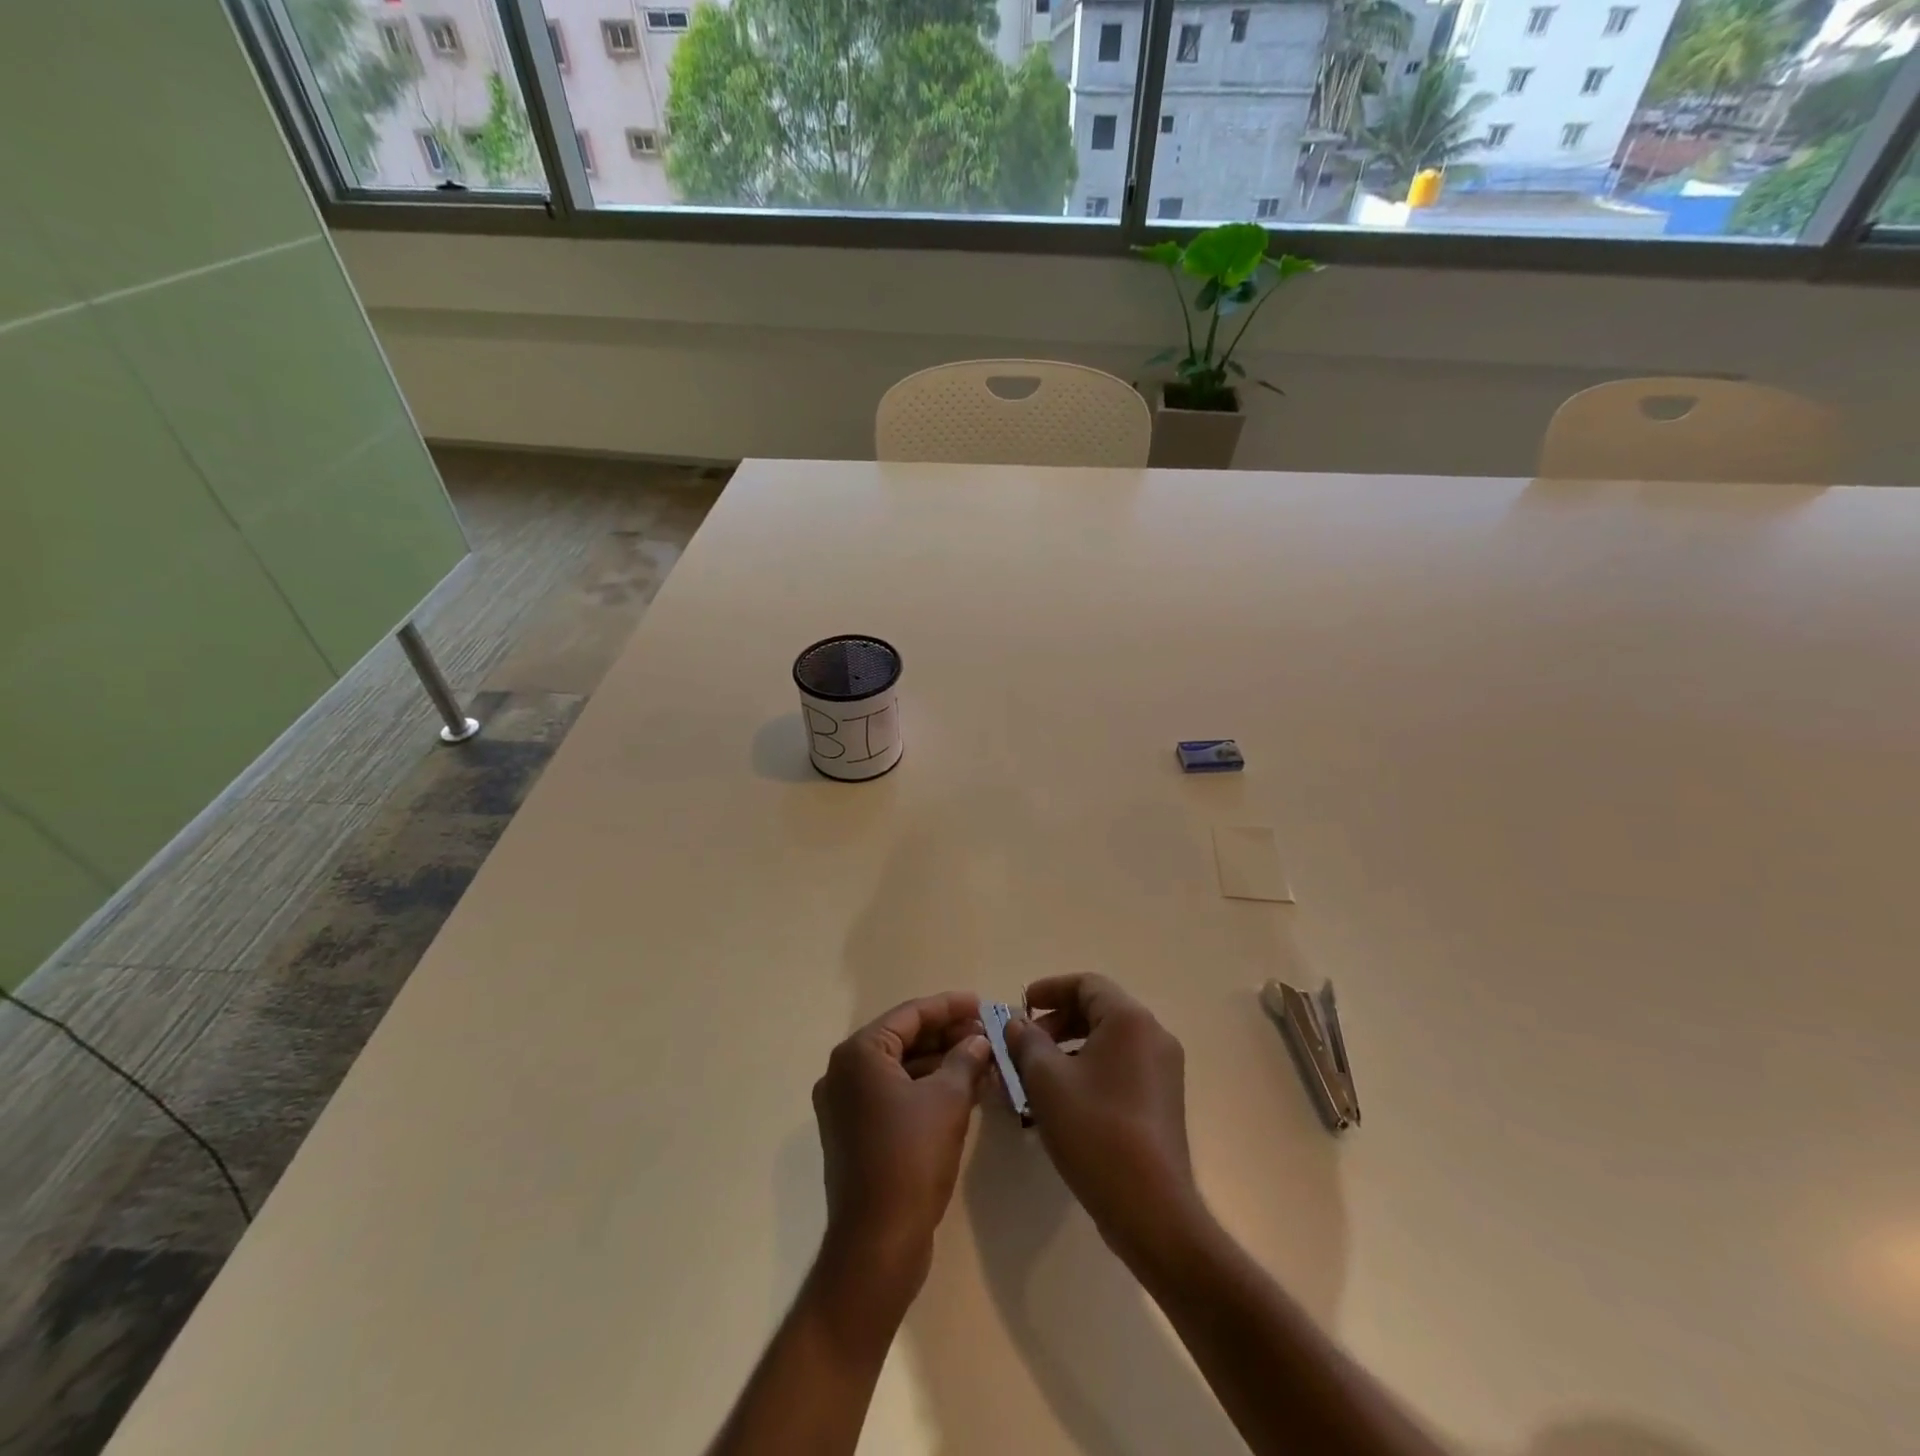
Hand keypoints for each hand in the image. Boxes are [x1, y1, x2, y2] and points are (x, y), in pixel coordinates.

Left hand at [812, 992, 990, 1296]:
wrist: (877, 1244)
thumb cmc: (911, 1158)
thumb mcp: (947, 1100)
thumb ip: (965, 1060)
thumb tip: (979, 1041)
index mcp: (858, 1055)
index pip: (909, 1015)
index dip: (949, 1007)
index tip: (982, 1004)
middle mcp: (844, 1073)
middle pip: (903, 1039)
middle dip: (947, 1036)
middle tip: (986, 1035)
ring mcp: (846, 1106)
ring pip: (901, 1069)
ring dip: (941, 1064)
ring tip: (983, 1062)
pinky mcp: (855, 1134)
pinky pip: (895, 1096)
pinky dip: (926, 1090)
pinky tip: (964, 1091)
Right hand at [1005, 974, 1204, 1268]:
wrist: (1152, 1209)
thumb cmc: (1096, 1132)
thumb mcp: (1047, 1081)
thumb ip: (1027, 1042)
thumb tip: (1018, 1024)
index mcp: (1130, 1020)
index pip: (1086, 984)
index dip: (1049, 990)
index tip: (1020, 1008)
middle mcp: (1153, 1035)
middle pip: (1098, 1010)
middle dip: (1056, 1022)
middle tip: (1024, 1046)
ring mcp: (1163, 1070)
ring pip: (1107, 1042)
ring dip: (1069, 1049)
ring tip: (1036, 1078)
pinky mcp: (1162, 1101)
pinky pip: (1120, 1067)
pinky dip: (1089, 1070)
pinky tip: (1063, 1102)